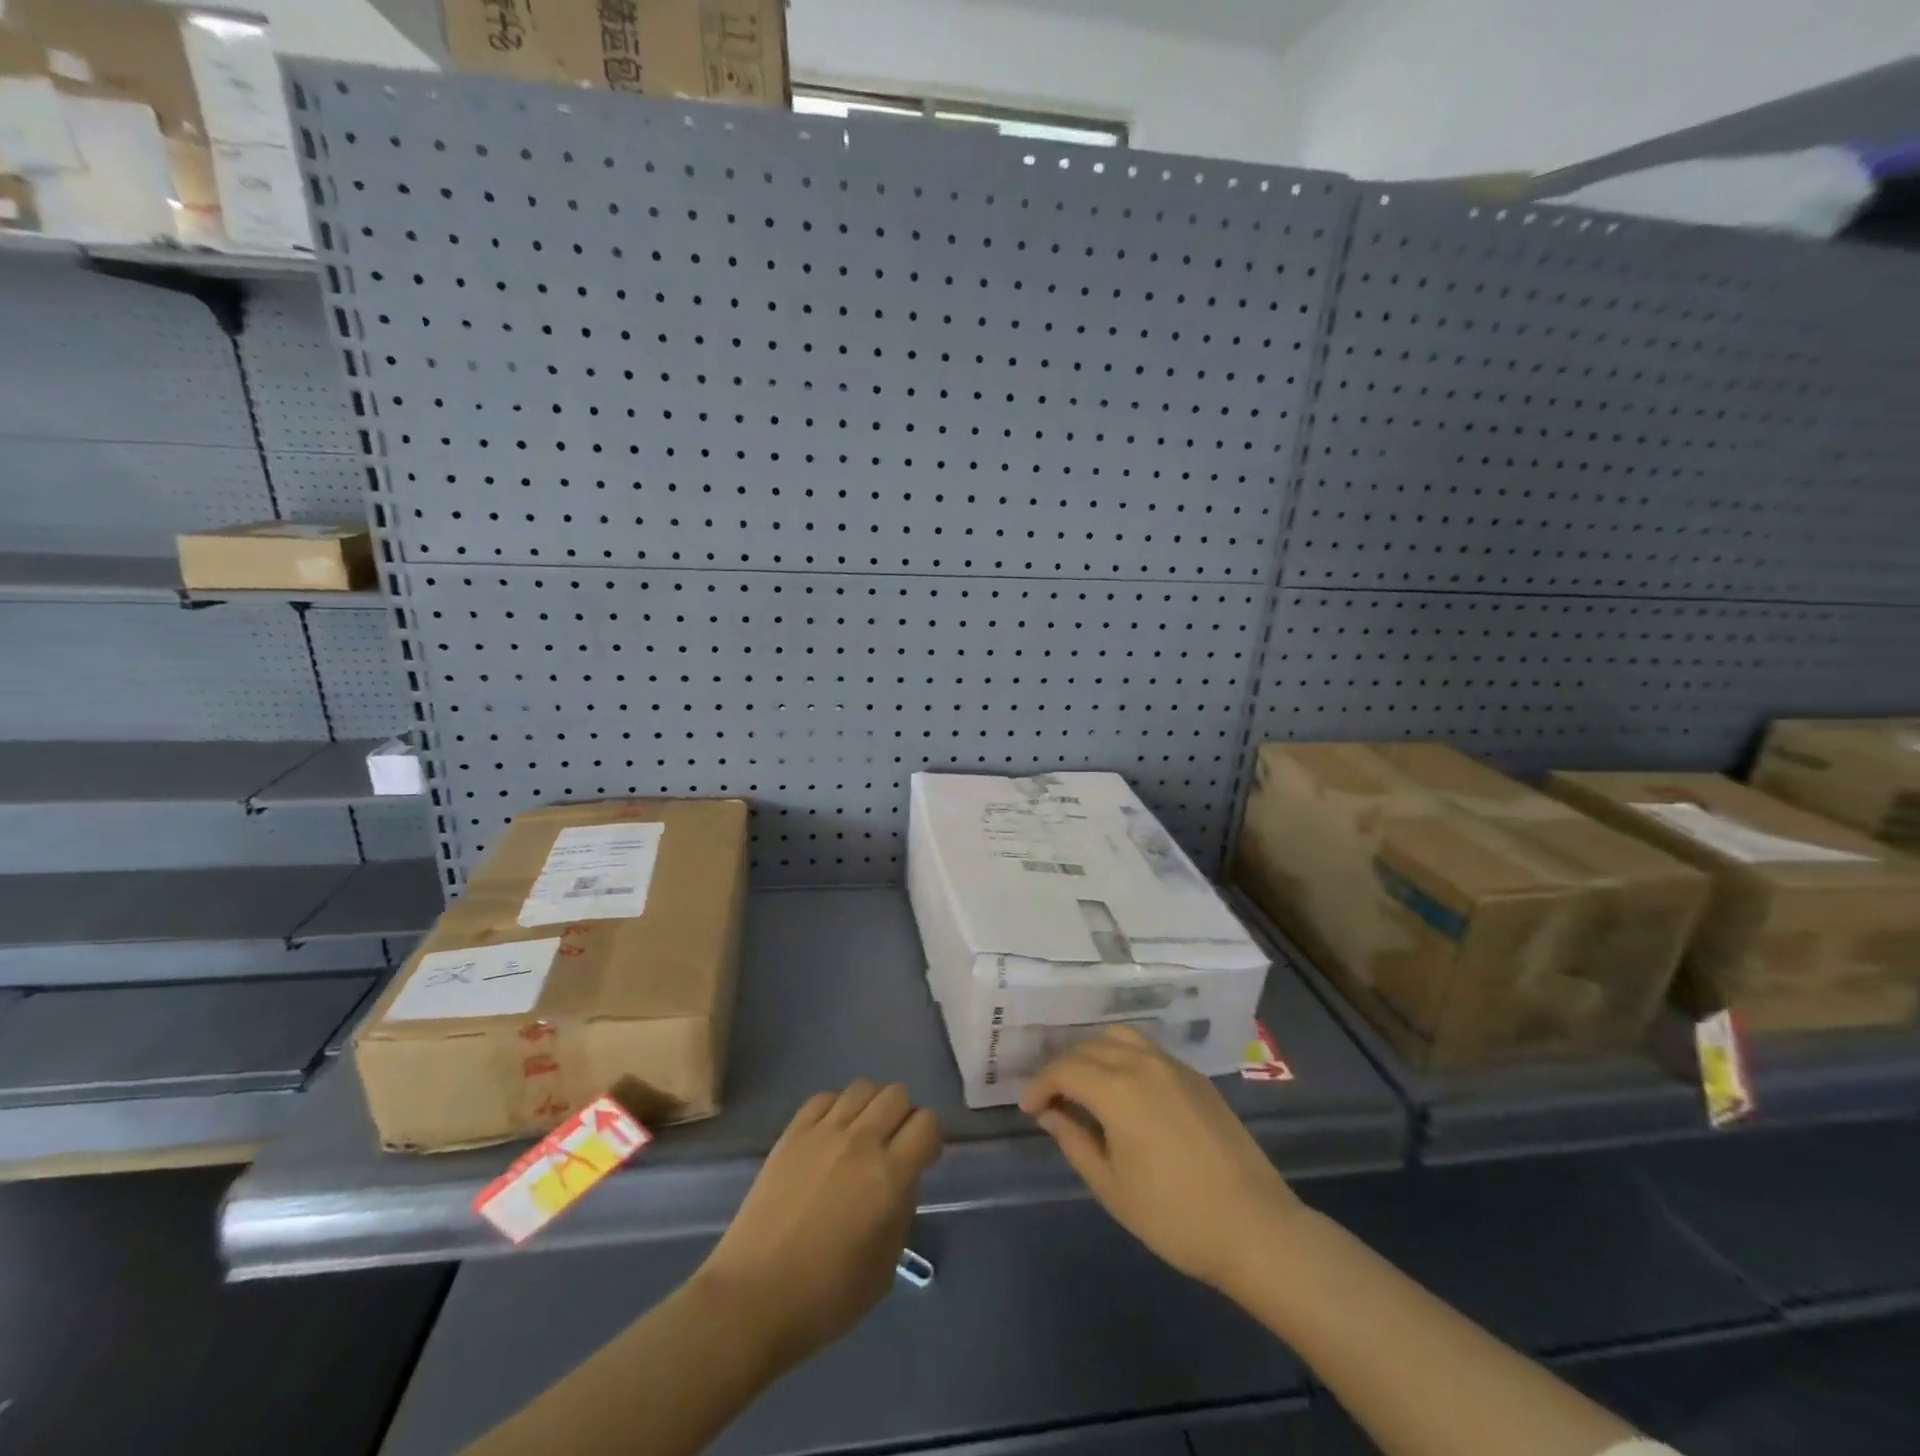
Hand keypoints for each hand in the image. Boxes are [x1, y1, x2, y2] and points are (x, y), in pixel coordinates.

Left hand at [693, 1081, 940, 1369]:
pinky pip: (825, 1097)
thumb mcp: (884, 1268)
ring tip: (862, 1136)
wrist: (751, 1299)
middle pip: (896, 1095)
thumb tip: (901, 1180)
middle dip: (904, 1116)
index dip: (930, 1139)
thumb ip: (901, 1213)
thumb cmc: (824, 1298)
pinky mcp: (792, 1133)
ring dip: (871, 1107)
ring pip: (863, 1088)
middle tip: (893, 1146)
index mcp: (888, 1177)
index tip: (922, 1160)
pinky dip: (837, 1107)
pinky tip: (831, 1134)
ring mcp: (822, 1133)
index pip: (926, 1124)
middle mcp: (860, 1142)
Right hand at [1021, 1028, 1303, 1294]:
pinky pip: (1146, 1049)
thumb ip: (1074, 1140)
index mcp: (1116, 1088)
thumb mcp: (1111, 1186)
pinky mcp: (1195, 1076)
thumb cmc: (1174, 1216)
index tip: (1028, 1108)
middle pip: (1088, 1047)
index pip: (1064, 1069)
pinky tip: (1122, 1087)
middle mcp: (1142, 1063)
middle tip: (1051, 1098)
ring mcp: (1172, 1065)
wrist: (1255, 1227)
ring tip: (1084, 1085)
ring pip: (1118, 1037)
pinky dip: (1121, 1055)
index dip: (1039, 1084)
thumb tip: (1049, 1112)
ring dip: (1092, 1053)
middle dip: (1062, 1068)